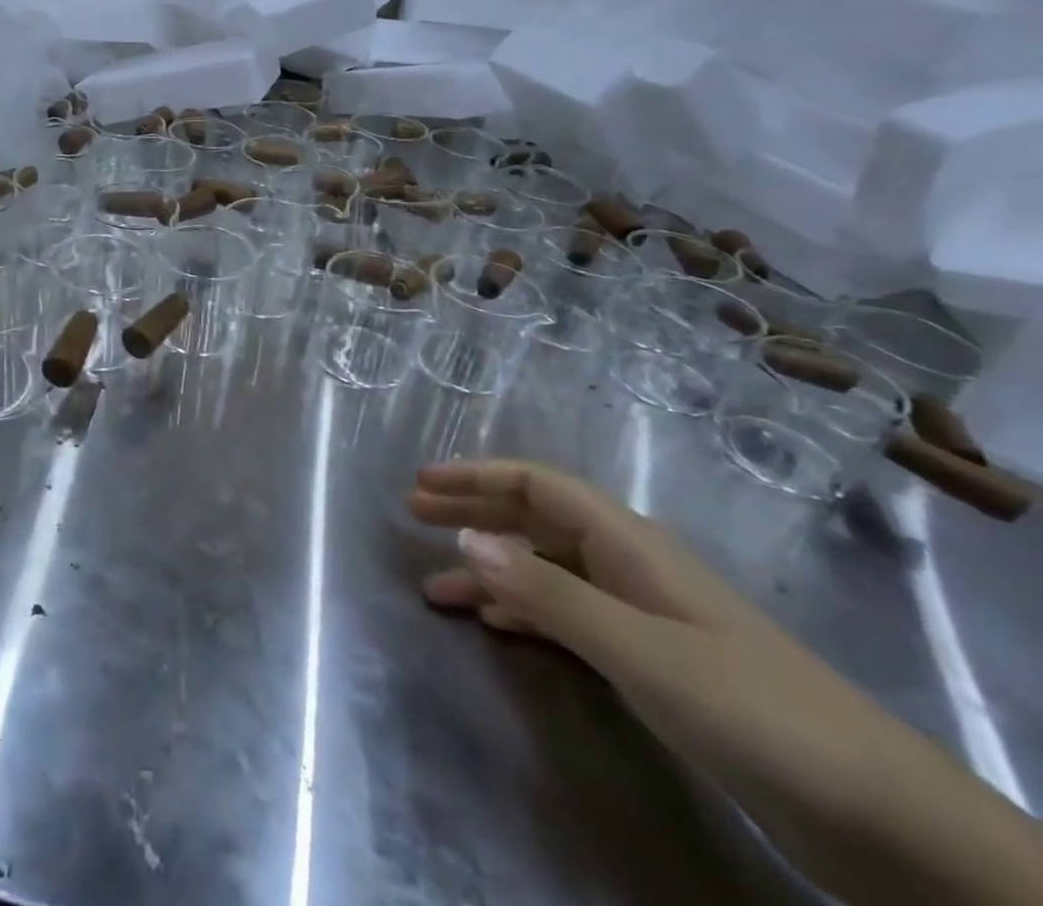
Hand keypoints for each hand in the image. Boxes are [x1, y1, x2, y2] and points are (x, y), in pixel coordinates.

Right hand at [410, 462, 1042, 905]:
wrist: (881, 816)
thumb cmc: (751, 709)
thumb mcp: (639, 650)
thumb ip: (549, 593)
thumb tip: (463, 537)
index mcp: (628, 544)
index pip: (537, 486)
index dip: (476, 477)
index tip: (421, 483)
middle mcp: (628, 566)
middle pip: (535, 520)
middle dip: (473, 513)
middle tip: (412, 516)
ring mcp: (642, 614)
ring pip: (546, 571)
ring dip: (490, 571)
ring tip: (435, 586)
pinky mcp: (653, 661)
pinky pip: (567, 617)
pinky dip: (524, 612)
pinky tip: (496, 626)